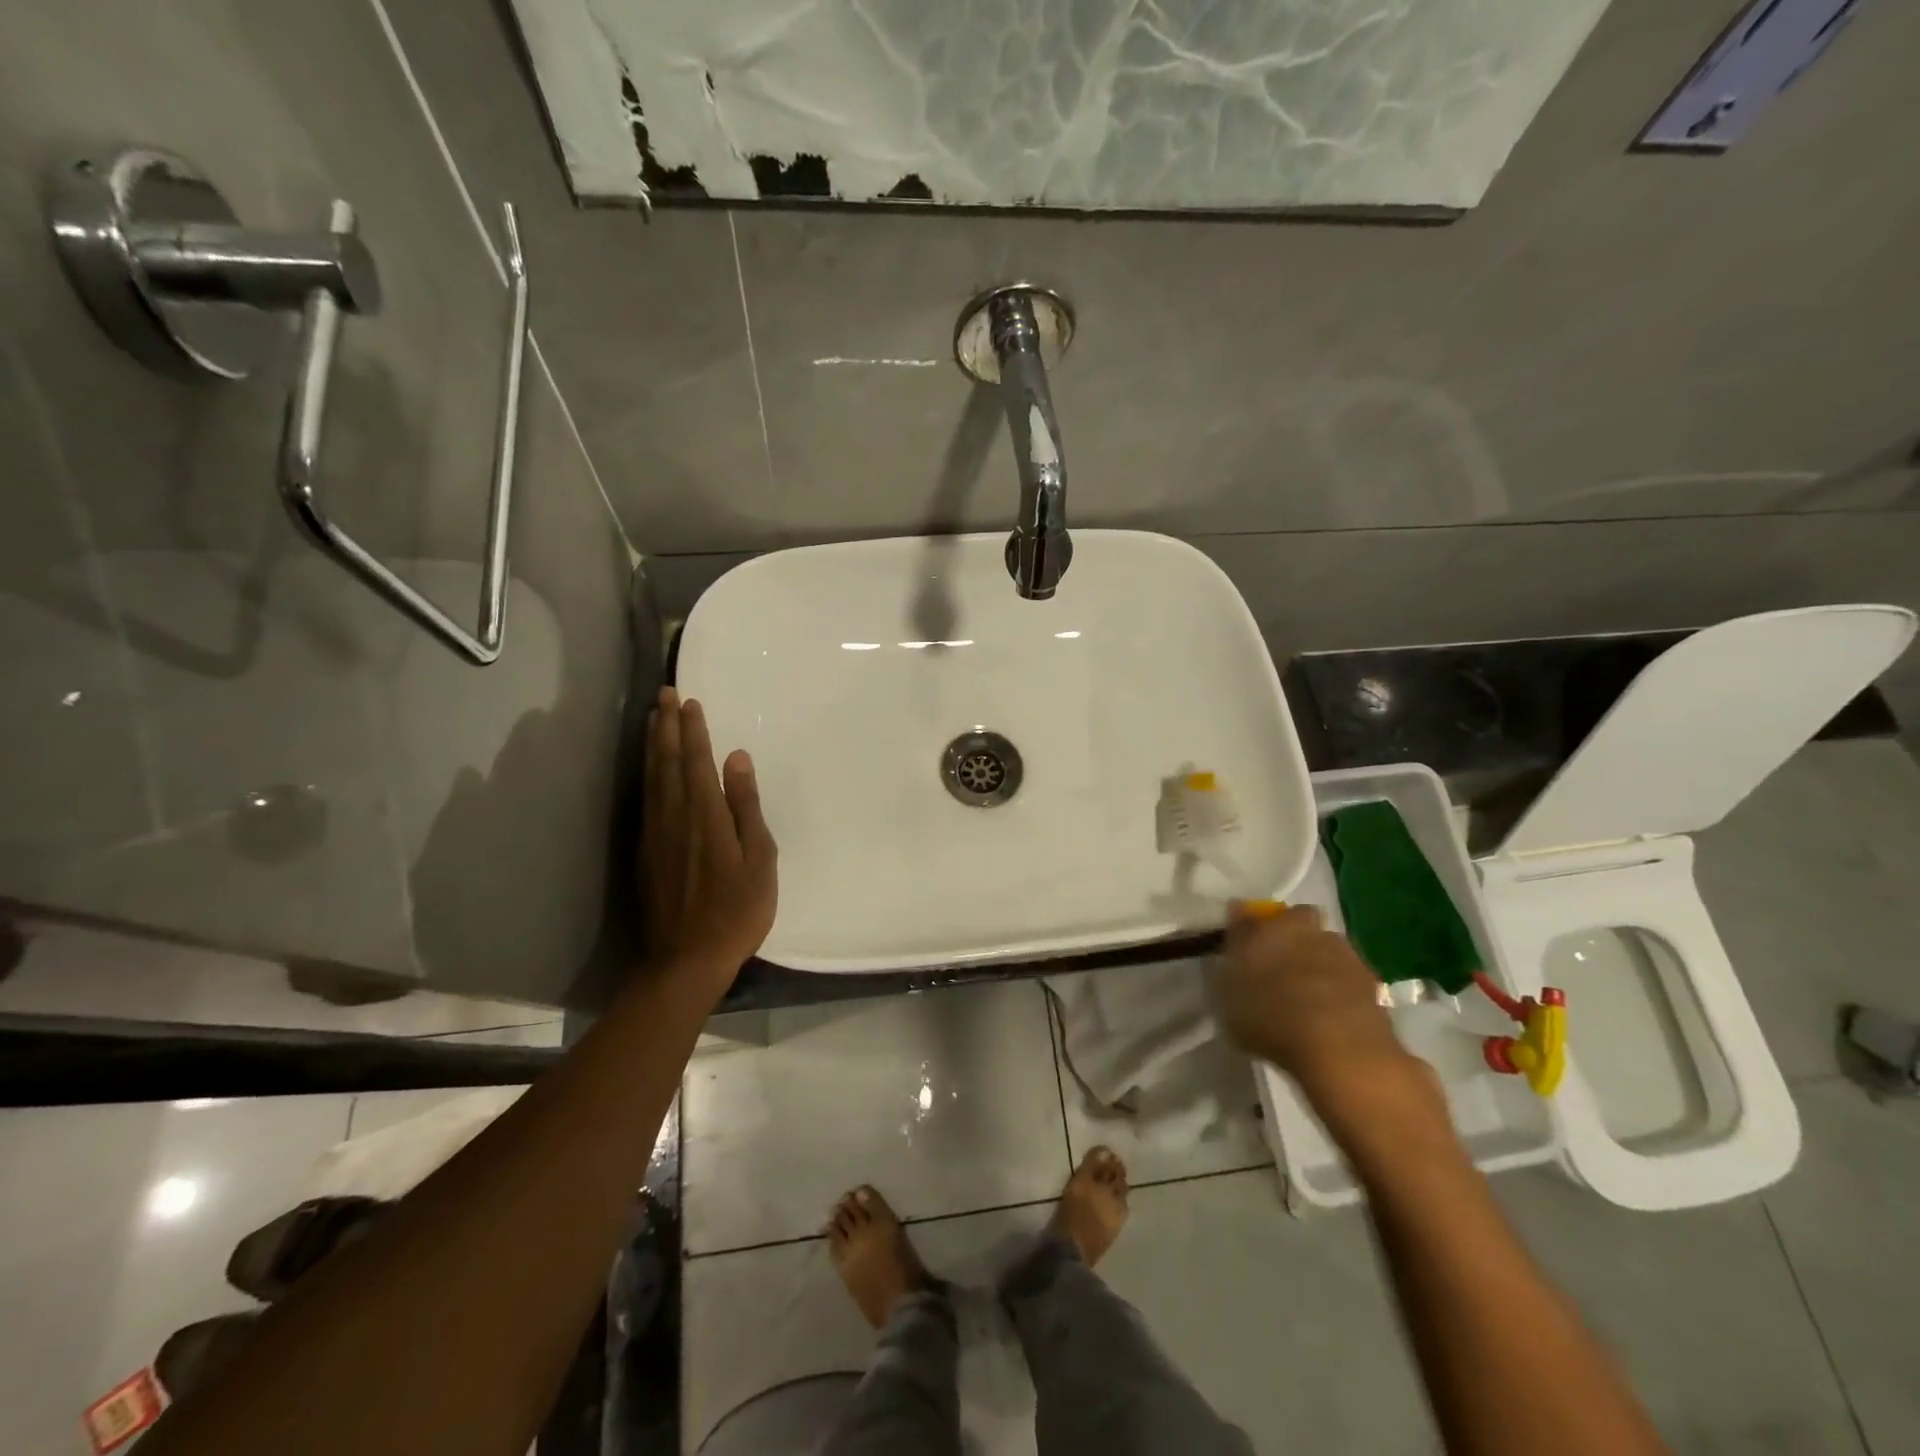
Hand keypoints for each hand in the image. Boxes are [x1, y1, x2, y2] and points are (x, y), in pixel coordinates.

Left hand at [642, 689, 777, 993]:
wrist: (685, 961)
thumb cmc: (736, 911)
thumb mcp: (758, 860)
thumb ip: (746, 807)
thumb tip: (736, 759)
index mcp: (705, 816)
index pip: (696, 761)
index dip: (693, 729)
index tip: (690, 700)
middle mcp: (674, 817)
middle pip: (666, 762)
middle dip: (665, 726)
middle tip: (664, 694)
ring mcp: (654, 835)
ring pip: (650, 778)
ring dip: (652, 744)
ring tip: (652, 718)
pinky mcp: (644, 853)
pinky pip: (645, 799)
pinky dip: (647, 774)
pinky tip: (650, 769)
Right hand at [1218, 904, 1433, 1132]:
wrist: (1341, 1053)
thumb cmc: (1272, 1012)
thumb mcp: (1229, 985)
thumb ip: (1234, 948)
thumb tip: (1238, 916)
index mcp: (1280, 923)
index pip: (1263, 913)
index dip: (1255, 928)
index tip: (1246, 947)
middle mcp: (1318, 931)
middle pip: (1302, 929)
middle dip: (1291, 944)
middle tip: (1276, 973)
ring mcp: (1351, 960)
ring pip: (1327, 955)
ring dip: (1316, 970)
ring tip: (1301, 1002)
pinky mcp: (1375, 992)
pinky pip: (1346, 986)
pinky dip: (1337, 997)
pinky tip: (1325, 1022)